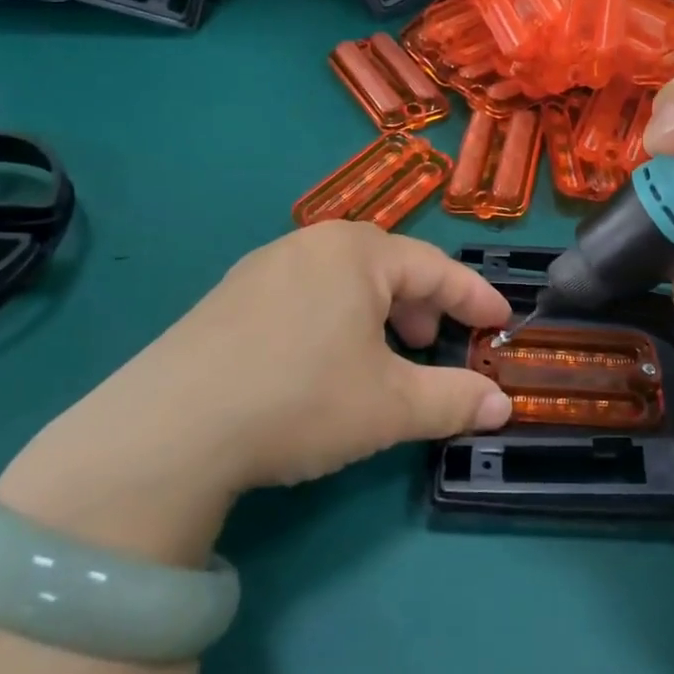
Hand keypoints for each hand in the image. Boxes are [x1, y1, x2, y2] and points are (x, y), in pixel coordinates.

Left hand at [0, 223, 511, 563]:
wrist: (171, 428)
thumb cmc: (303, 399)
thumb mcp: (391, 406)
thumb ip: (454, 400)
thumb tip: (503, 406)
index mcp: (358, 252)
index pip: (435, 268)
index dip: (474, 297)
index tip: (500, 322)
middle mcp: (310, 245)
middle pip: (387, 268)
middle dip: (421, 306)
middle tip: (432, 344)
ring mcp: (261, 269)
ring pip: (342, 283)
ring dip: (376, 316)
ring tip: (380, 359)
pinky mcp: (227, 299)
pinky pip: (303, 298)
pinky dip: (332, 322)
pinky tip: (322, 364)